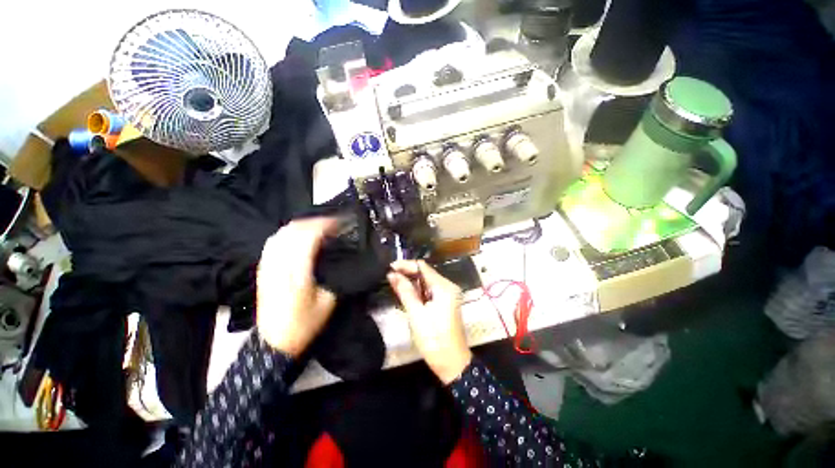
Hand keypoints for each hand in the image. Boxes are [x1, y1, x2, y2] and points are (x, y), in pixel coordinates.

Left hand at [257, 218, 337, 356]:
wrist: (274, 343)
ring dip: (301, 225)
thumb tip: (340, 257)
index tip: (339, 222)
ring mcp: (268, 266)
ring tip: (318, 227)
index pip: (308, 237)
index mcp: (297, 273)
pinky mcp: (263, 270)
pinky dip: (288, 233)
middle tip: (332, 223)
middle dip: (314, 222)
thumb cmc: (305, 324)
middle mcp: (279, 265)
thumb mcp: (328, 301)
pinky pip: (273, 242)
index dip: (324, 225)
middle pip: (293, 231)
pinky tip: (299, 236)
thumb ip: (333, 275)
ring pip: (281, 234)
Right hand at [388, 260, 471, 383]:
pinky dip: (418, 290)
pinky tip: (406, 293)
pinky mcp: (445, 302)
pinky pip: (429, 290)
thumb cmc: (434, 339)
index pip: (422, 266)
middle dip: (407, 273)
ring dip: (411, 282)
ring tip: (394, 284)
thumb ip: (405, 291)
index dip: (405, 265)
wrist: (452, 363)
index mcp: (443, 287)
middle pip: (425, 272)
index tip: (389, 268)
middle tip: (389, 277)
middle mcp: (448, 286)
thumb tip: (392, 274)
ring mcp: (448, 294)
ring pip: (426, 281)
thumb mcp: (416, 314)